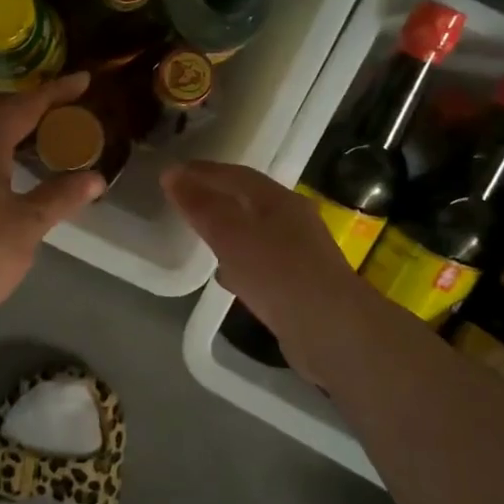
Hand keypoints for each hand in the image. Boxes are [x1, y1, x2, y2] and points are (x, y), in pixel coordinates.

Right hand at [161, 160, 369, 368]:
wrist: (331, 331)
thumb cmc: (277, 273)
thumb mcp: (231, 235)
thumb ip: (201, 206)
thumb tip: (172, 174)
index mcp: (280, 201)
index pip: (236, 175)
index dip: (203, 172)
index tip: (172, 174)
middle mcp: (293, 221)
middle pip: (248, 201)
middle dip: (216, 198)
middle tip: (183, 202)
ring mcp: (299, 254)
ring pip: (255, 232)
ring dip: (228, 230)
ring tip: (200, 236)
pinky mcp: (299, 285)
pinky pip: (261, 263)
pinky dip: (239, 261)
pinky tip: (226, 276)